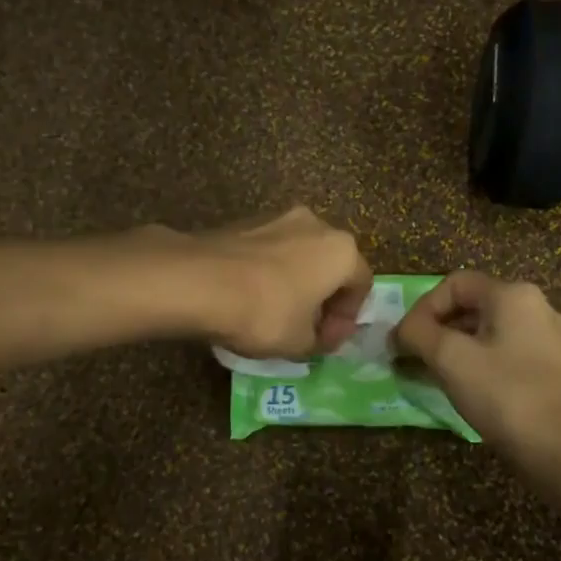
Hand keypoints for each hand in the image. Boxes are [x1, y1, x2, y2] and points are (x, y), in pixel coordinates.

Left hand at [167, 207, 372, 358]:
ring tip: (277, 314)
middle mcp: (316, 224)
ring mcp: (278, 218)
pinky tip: (251, 298)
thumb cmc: (265, 313)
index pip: (361, 285)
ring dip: (296, 283)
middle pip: (331, 265)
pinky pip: (270, 251)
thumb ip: (320, 341)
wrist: (199, 281)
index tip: (328, 342)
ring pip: (299, 255)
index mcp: (341, 250)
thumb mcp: (300, 342)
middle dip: (323, 297)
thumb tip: (319, 336)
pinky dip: (269, 273)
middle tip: (308, 328)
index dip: (348, 319)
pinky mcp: (245, 222)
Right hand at [394, 270, 560, 465]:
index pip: (454, 284)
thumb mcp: (452, 360)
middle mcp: (537, 308)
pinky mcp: (558, 372)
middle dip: (437, 331)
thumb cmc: (509, 397)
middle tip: (413, 361)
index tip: (403, 342)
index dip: (422, 308)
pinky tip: (473, 396)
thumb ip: (419, 335)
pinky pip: (509, 357)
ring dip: (457, 351)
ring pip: (491, 334)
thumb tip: (401, 331)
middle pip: (473, 307)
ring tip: (436, 380)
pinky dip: (482, 367)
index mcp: (513, 295)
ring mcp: (552, 341)